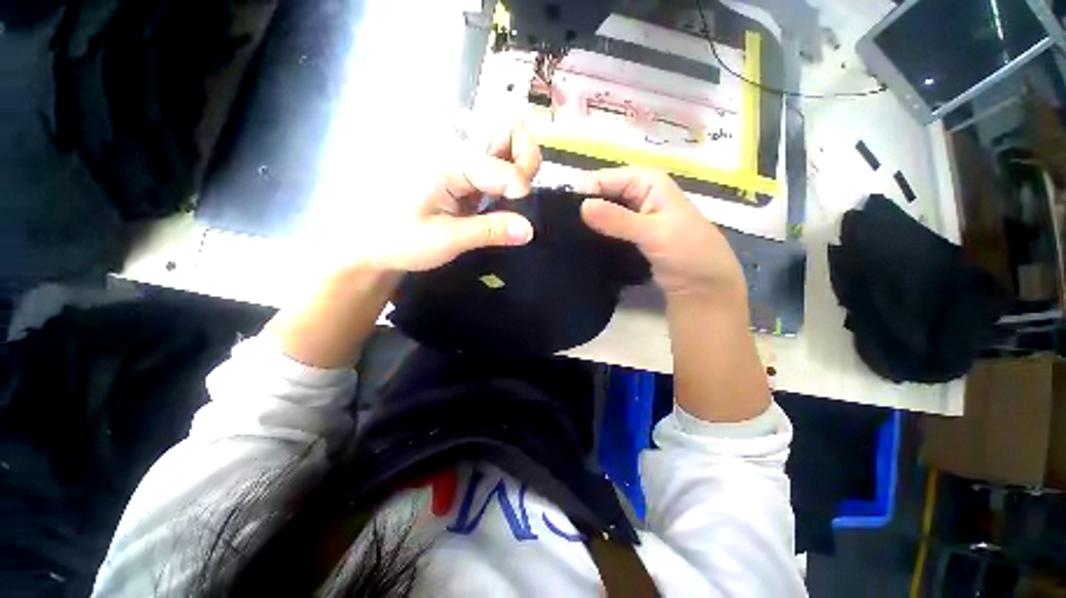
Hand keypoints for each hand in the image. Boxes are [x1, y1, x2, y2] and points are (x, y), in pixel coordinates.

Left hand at [362, 124, 542, 271]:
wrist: (372, 243)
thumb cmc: (400, 239)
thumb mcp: (446, 239)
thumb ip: (490, 231)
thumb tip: (529, 229)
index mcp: (448, 161)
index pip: (501, 164)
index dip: (519, 187)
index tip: (522, 217)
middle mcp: (456, 150)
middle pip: (506, 132)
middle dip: (525, 160)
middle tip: (520, 194)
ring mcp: (459, 160)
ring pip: (504, 146)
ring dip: (519, 167)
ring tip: (513, 197)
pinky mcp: (462, 175)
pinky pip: (496, 166)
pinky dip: (509, 179)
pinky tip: (504, 199)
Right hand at [580, 167, 745, 303]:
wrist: (702, 285)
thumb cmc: (687, 251)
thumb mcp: (653, 232)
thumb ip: (617, 219)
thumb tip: (582, 206)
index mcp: (646, 180)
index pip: (603, 179)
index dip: (585, 195)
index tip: (566, 218)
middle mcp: (637, 193)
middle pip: (600, 195)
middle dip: (584, 211)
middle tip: (564, 232)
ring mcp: (632, 216)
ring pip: (602, 214)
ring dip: (588, 226)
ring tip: (569, 240)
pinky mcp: (629, 236)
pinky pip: (606, 230)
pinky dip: (595, 236)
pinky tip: (582, 247)